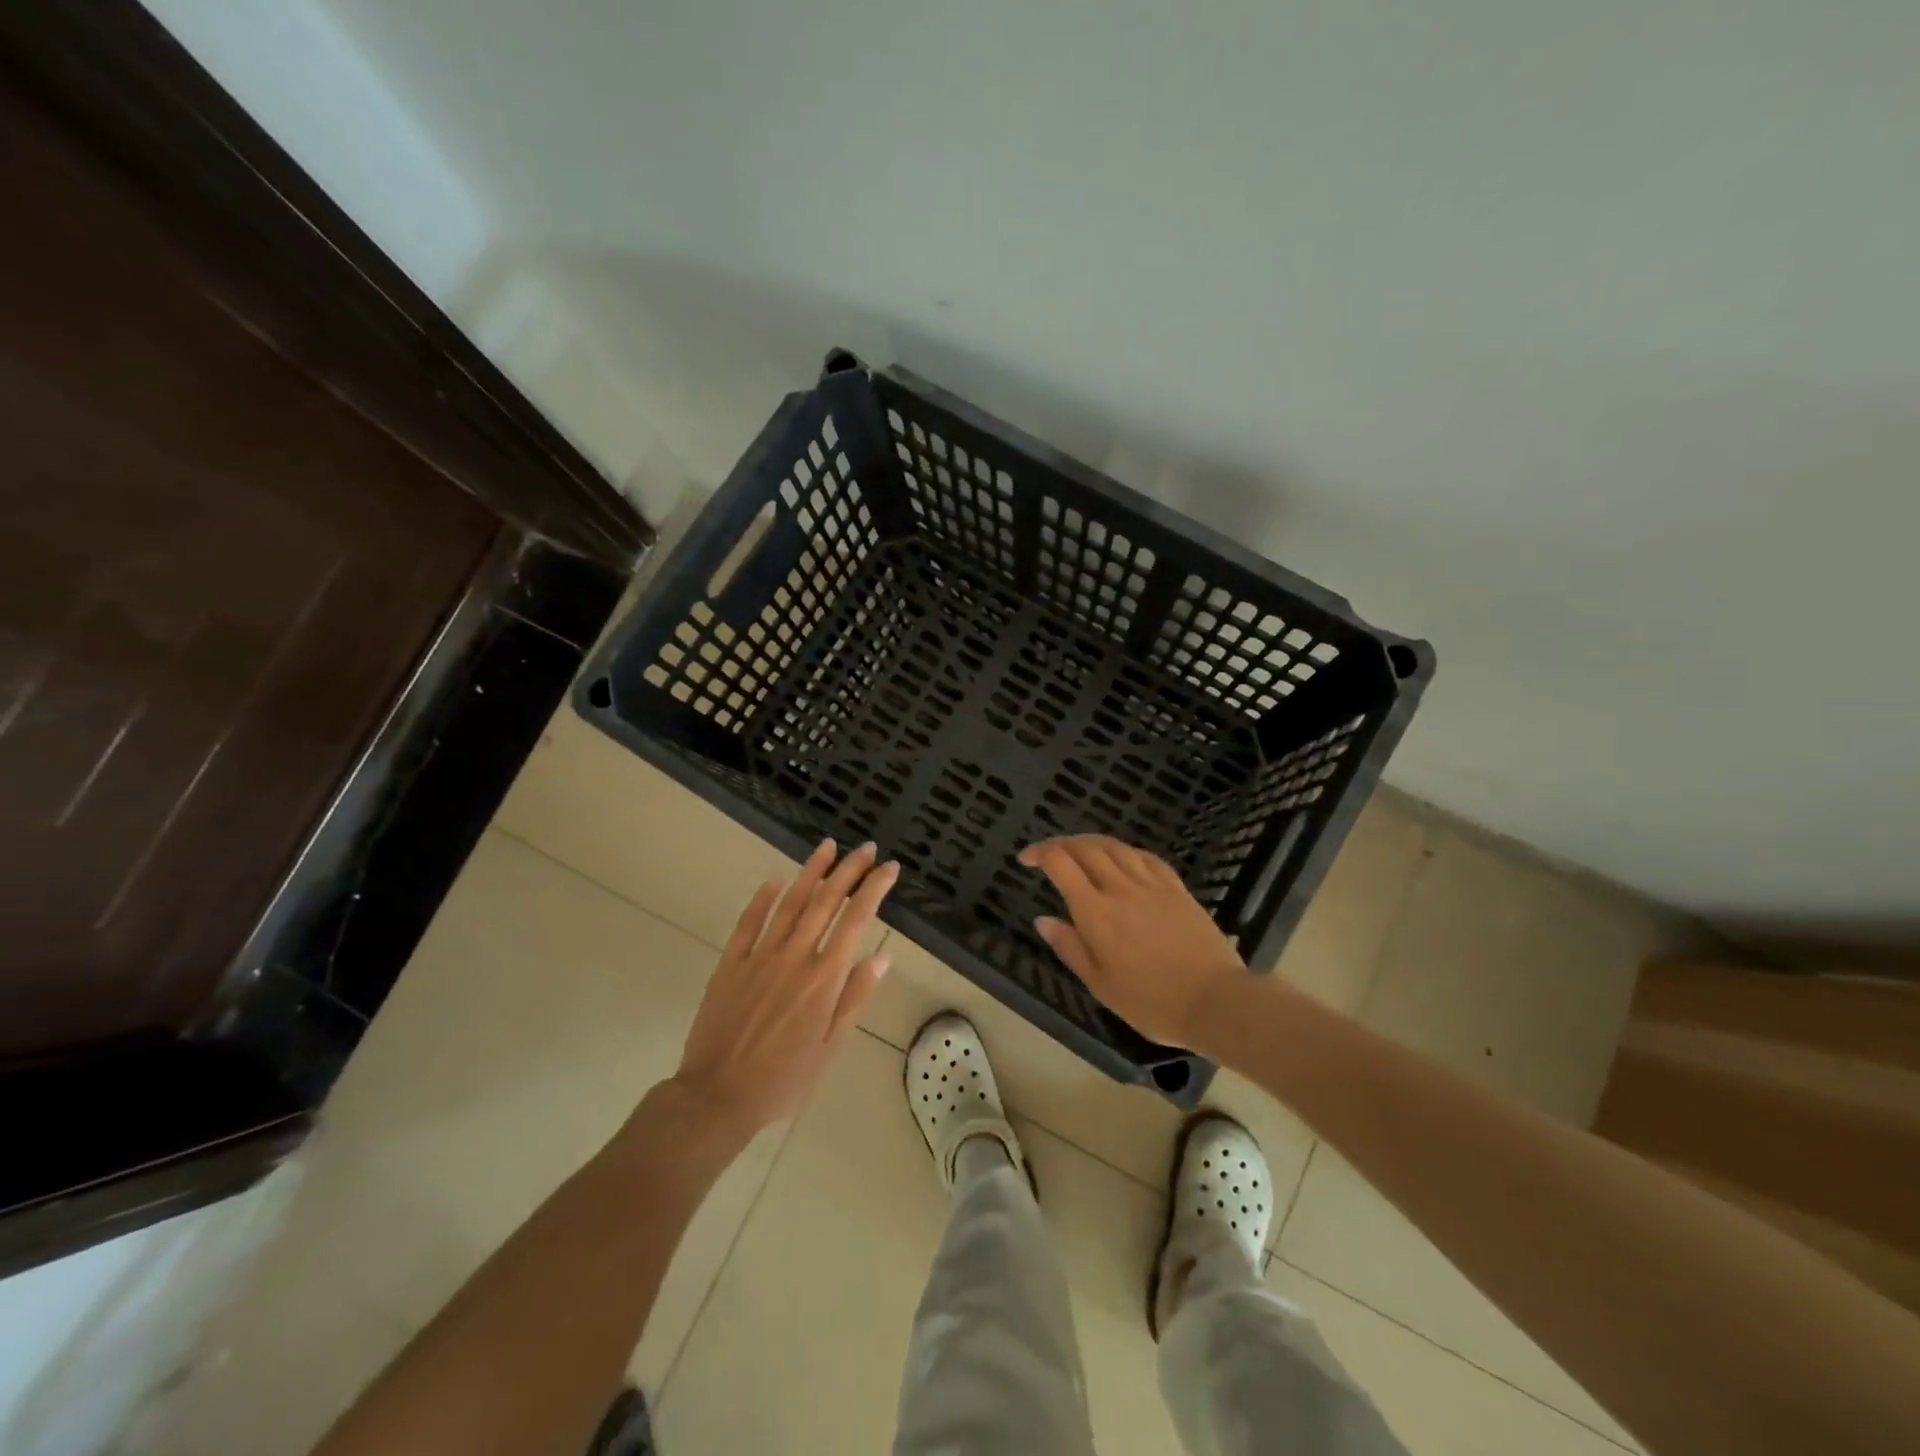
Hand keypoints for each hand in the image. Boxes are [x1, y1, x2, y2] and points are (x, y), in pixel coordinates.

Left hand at [672, 840, 896, 1142]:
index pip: (856, 920)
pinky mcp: (731, 963)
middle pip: (826, 901)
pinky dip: (763, 898)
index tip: (889, 868)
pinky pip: (749, 922)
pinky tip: (775, 880)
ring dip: (811, 871)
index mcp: (824, 978)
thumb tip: (882, 958)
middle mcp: (795, 956)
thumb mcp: (830, 1048)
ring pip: (790, 903)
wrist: (717, 1097)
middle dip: (849, 870)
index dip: (874, 889)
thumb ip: (855, 999)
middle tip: (866, 848)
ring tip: (827, 846)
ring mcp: (760, 956)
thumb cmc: (784, 1080)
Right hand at [1018, 835, 1247, 1052]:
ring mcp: (1152, 885)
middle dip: (1061, 843)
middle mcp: (1120, 888)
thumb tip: (1043, 920)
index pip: (1060, 864)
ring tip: (1080, 848)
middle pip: (1086, 847)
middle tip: (1049, 852)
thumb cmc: (1151, 1002)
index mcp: (1096, 912)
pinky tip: (1123, 858)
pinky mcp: (1177, 888)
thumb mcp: (1100, 985)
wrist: (1215, 1001)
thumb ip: (1070, 948)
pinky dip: (1125, 850)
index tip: (1026, 859)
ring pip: (1115, 846)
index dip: (1039, 853)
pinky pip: (1146, 857)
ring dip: (1091, 841)